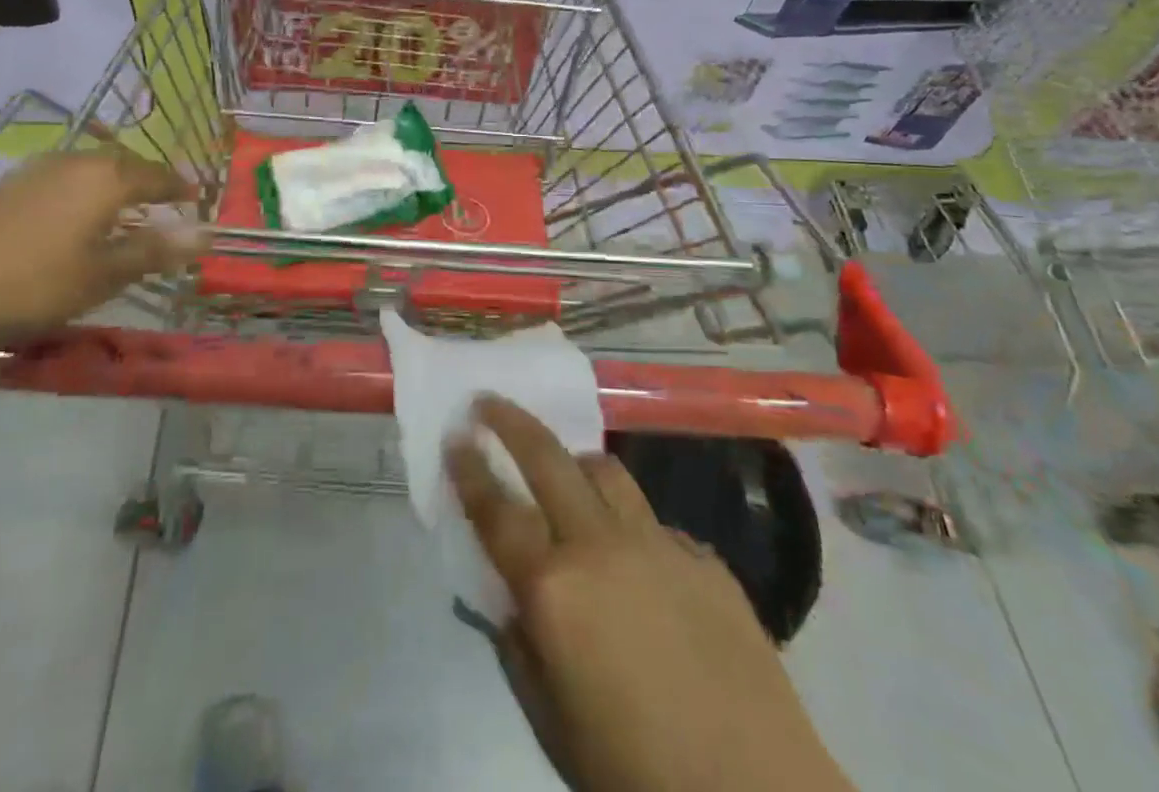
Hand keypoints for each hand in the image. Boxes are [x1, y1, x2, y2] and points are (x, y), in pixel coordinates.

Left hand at [0, 150, 207, 378]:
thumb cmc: (25, 285)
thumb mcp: (100, 277)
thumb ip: (154, 251)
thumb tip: (207, 233)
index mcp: (104, 178)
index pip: (158, 174)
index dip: (180, 187)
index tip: (196, 198)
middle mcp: (70, 163)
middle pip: (121, 166)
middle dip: (145, 184)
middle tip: (160, 205)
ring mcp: (28, 173)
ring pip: (83, 173)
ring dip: (107, 190)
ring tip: (114, 216)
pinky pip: (52, 186)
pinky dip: (72, 200)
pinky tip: (59, 228)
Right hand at [447, 398, 851, 791]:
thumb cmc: (635, 773)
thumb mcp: (554, 723)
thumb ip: (521, 648)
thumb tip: (511, 600)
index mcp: (554, 589)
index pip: (496, 510)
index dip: (469, 468)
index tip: (454, 434)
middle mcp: (601, 545)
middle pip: (548, 458)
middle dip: (511, 422)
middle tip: (488, 403)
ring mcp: (658, 543)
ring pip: (606, 471)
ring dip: (574, 462)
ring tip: (563, 469)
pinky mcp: (704, 557)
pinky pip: (653, 521)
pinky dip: (630, 524)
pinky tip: (637, 560)